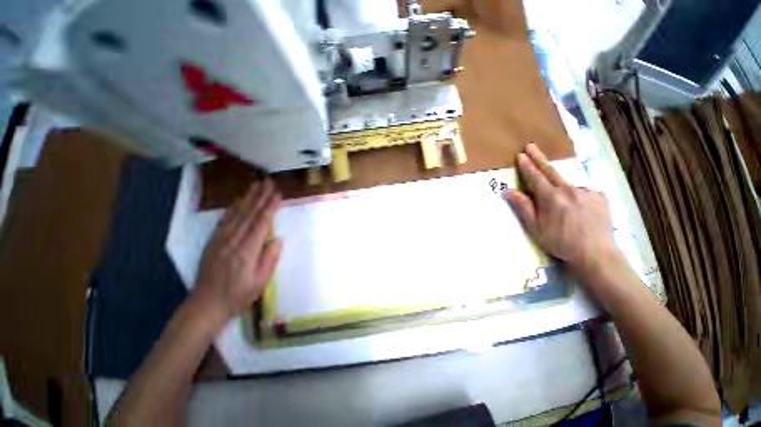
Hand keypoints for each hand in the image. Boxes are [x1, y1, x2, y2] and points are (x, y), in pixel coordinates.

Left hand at [191, 180, 282, 323]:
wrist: (205, 305)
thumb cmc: (238, 295)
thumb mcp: (260, 282)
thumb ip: (269, 258)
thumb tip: (278, 238)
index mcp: (246, 251)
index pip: (261, 223)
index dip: (270, 207)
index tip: (278, 194)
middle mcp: (233, 241)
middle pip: (249, 214)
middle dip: (260, 196)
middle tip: (268, 182)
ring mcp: (220, 240)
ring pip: (236, 214)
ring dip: (247, 198)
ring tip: (255, 186)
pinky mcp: (213, 242)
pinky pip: (224, 221)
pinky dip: (232, 208)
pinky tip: (238, 201)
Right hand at [502, 144, 616, 275]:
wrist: (596, 254)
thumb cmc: (560, 242)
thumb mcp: (535, 227)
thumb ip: (522, 207)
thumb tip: (508, 191)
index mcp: (551, 197)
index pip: (535, 177)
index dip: (527, 166)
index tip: (520, 155)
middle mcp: (570, 189)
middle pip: (551, 171)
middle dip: (539, 158)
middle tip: (531, 146)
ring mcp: (587, 191)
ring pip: (567, 183)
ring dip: (558, 185)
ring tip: (558, 203)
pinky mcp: (600, 196)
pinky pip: (582, 191)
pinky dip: (575, 195)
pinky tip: (576, 208)